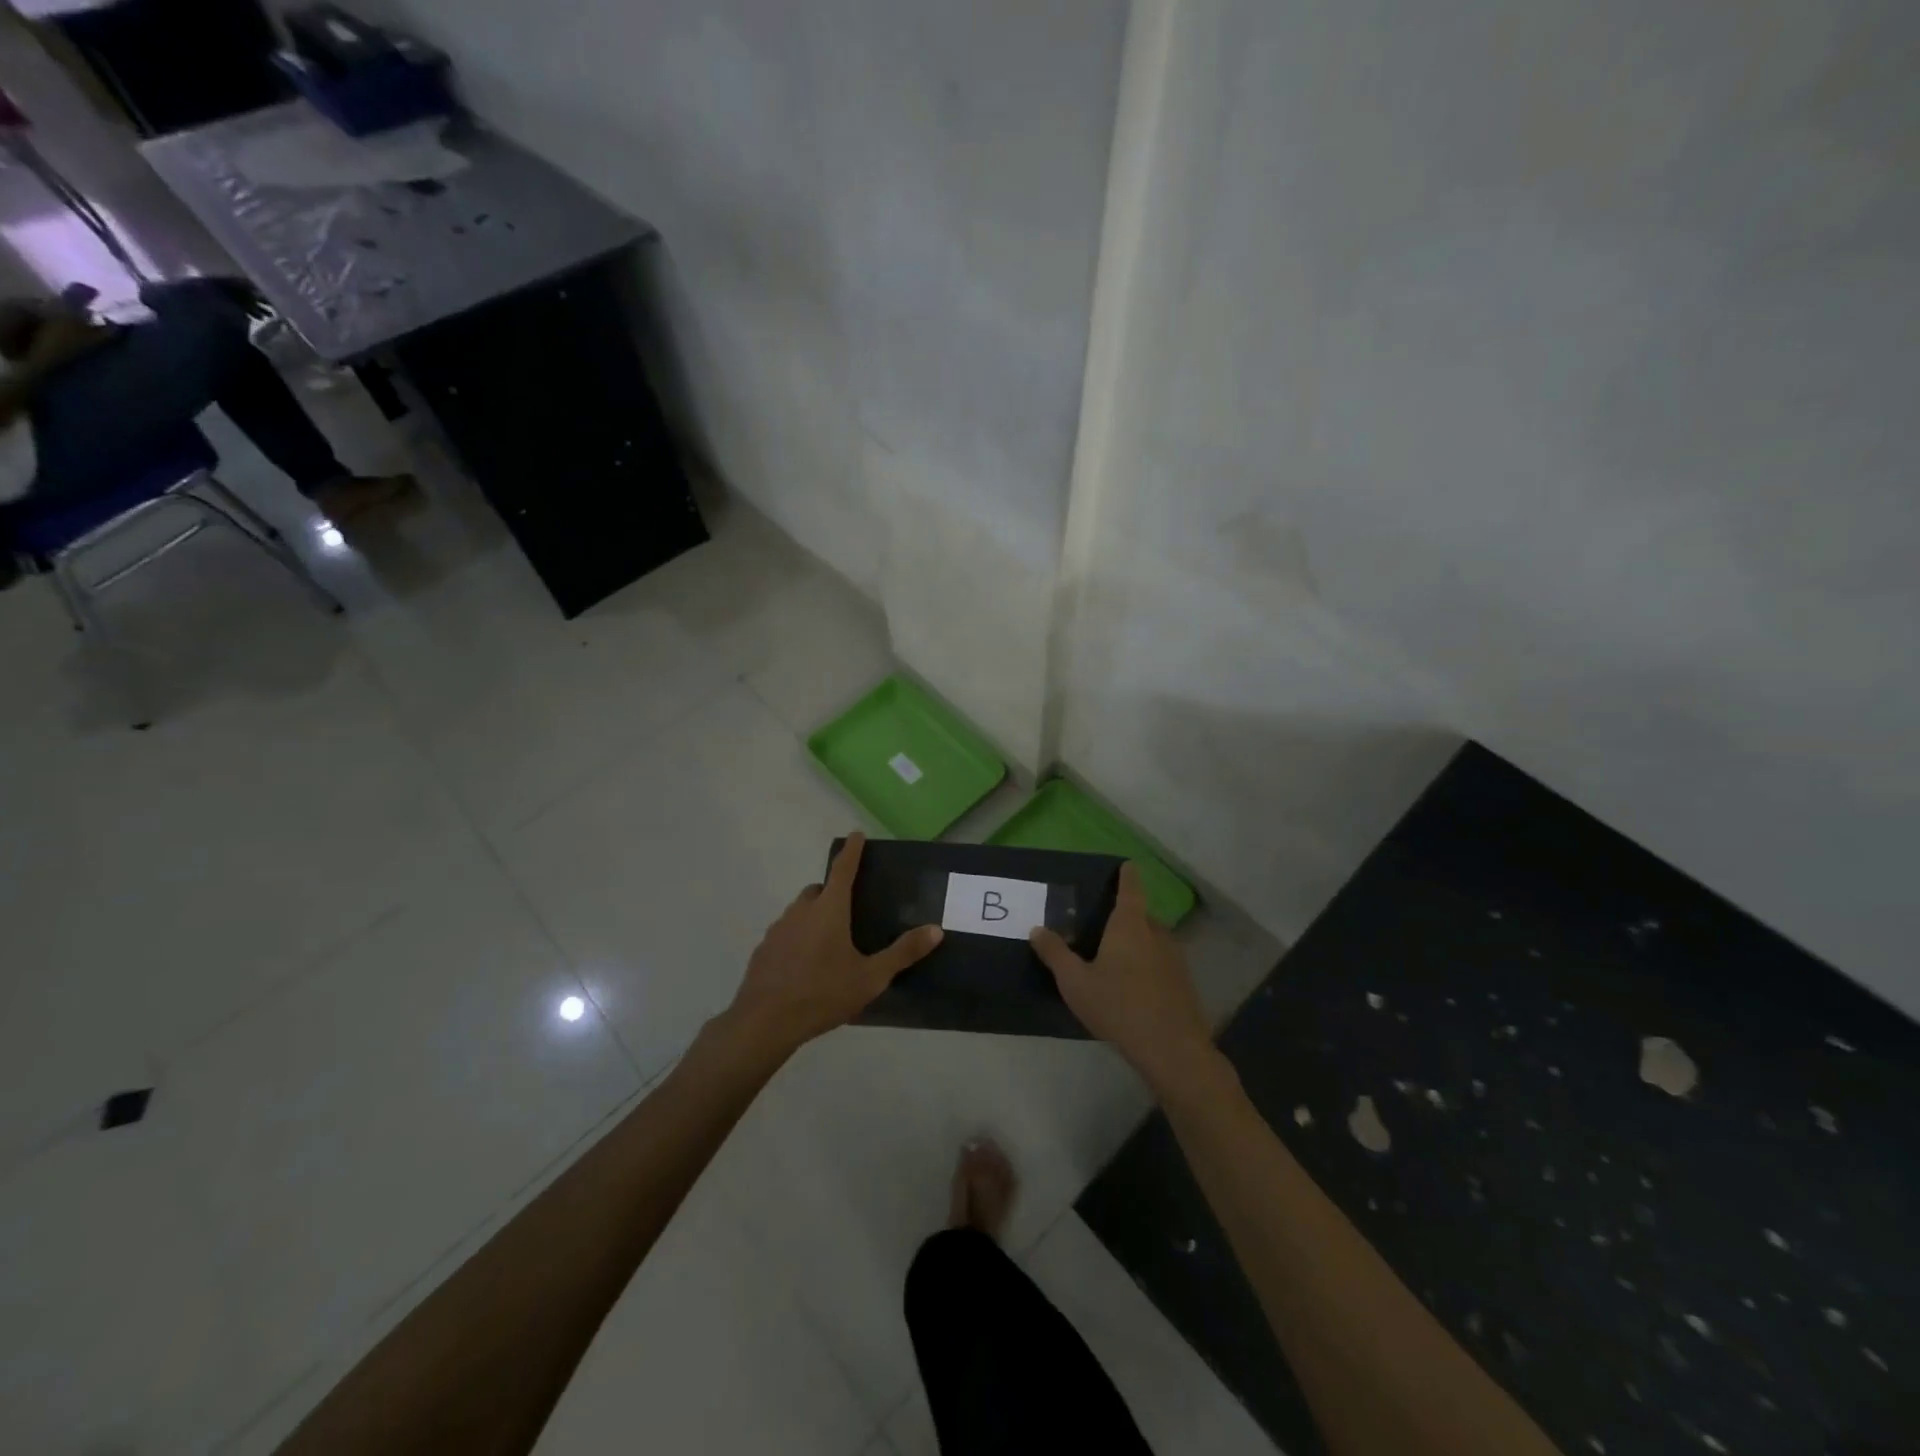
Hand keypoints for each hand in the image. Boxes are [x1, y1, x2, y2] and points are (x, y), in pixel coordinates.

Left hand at [727, 832, 942, 1053]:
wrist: (765, 1021)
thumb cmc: (823, 993)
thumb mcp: (871, 977)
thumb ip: (903, 952)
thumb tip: (936, 930)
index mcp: (829, 909)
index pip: (843, 869)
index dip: (852, 850)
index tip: (856, 834)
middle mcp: (802, 911)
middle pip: (819, 890)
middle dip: (833, 891)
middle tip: (849, 911)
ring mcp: (778, 929)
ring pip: (800, 911)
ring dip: (814, 916)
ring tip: (829, 943)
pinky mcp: (764, 949)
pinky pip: (785, 933)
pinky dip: (797, 938)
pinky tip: (806, 965)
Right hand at [1030, 863, 1213, 1089]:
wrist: (1172, 1049)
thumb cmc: (1119, 1007)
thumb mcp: (1076, 982)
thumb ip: (1055, 954)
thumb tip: (1037, 929)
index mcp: (1130, 926)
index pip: (1131, 888)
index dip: (1126, 875)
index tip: (1125, 864)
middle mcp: (1156, 934)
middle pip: (1140, 915)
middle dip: (1124, 916)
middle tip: (1100, 924)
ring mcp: (1175, 958)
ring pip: (1152, 939)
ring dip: (1136, 941)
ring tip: (1113, 956)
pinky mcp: (1183, 982)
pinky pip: (1160, 961)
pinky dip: (1146, 963)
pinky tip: (1132, 985)